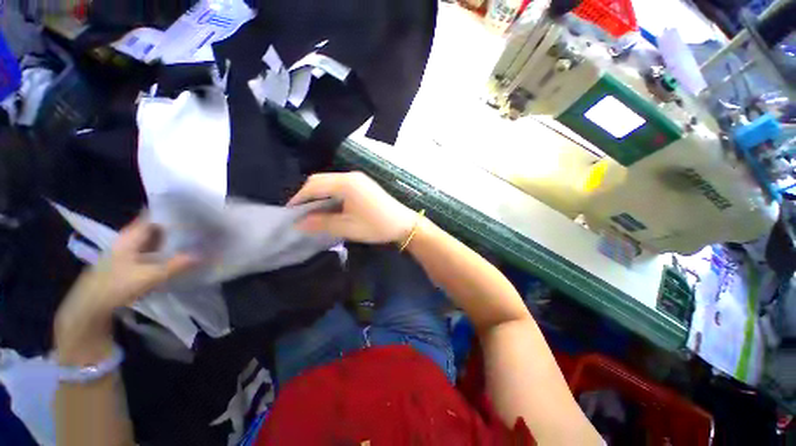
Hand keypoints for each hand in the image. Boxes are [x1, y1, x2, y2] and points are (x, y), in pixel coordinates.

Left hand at [55, 216, 196, 363]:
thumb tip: (202, 255)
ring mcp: (127, 251)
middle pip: (154, 227)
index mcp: (130, 236)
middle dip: (174, 226)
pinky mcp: (128, 262)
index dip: (170, 212)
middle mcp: (128, 239)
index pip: (152, 216)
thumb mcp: (149, 276)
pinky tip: (176, 254)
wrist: (90, 306)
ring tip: (192, 238)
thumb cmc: (116, 285)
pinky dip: (163, 250)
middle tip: (198, 225)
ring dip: (170, 239)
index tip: (192, 210)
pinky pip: (150, 250)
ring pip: (153, 239)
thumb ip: (175, 265)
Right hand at [289, 172, 417, 243]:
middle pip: (321, 180)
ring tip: (313, 212)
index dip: (299, 198)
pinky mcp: (363, 184)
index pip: (314, 185)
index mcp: (345, 183)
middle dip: (308, 195)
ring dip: (320, 195)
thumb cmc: (376, 226)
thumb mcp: (347, 227)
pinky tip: (330, 207)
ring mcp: (358, 179)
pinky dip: (331, 195)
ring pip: (330, 183)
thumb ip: (321, 223)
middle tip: (300, 213)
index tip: (290, 212)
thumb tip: (298, 223)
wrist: (404, 224)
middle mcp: (350, 176)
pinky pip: (340, 186)